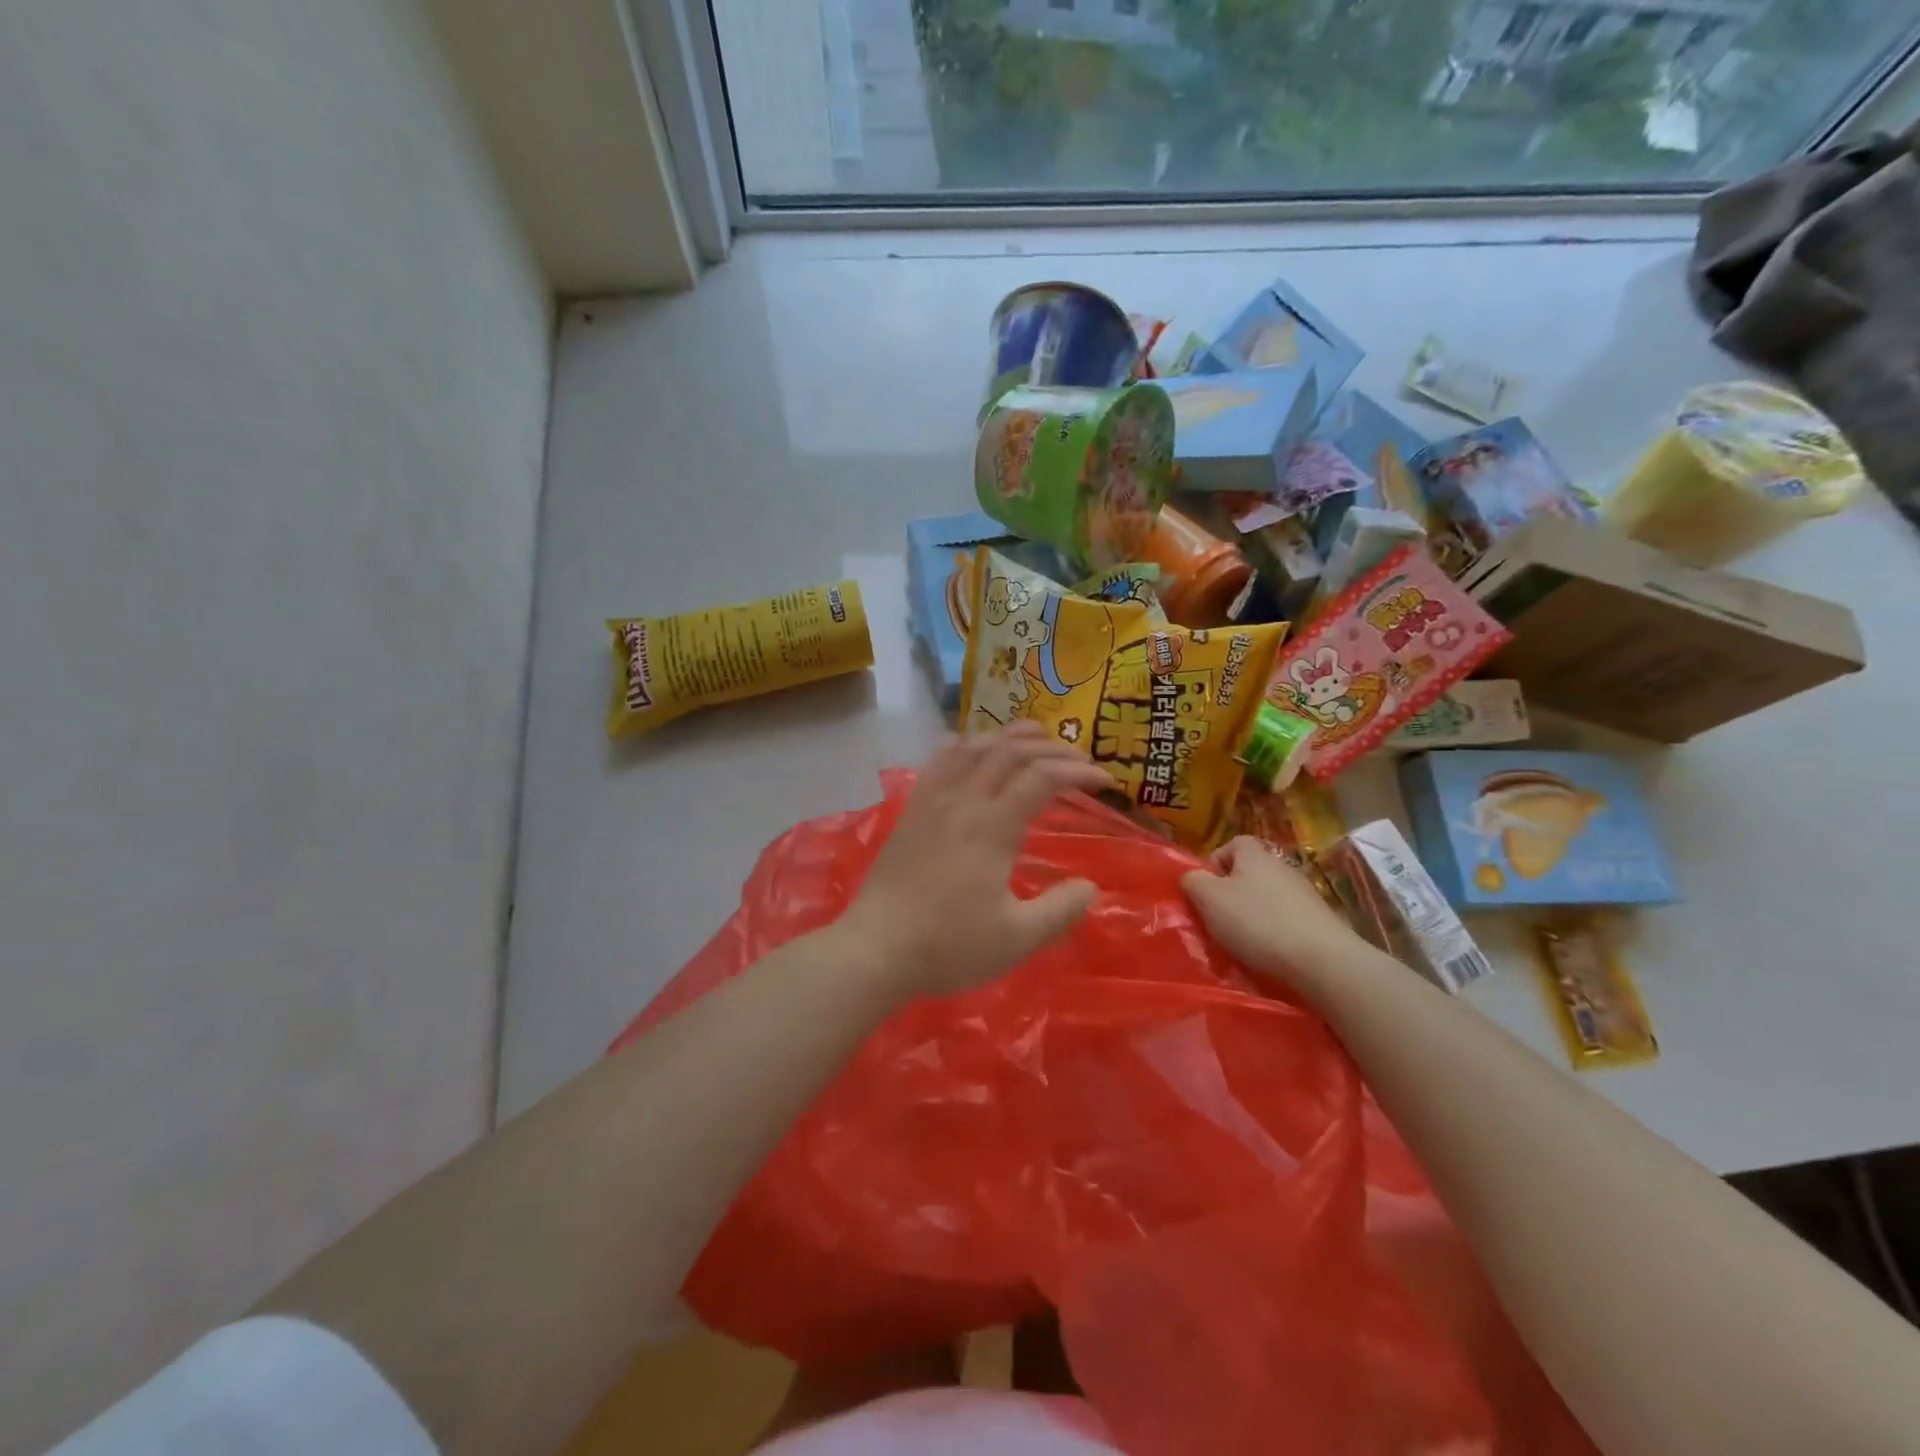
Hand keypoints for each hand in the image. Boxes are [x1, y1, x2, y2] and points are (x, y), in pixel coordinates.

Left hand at [837, 722, 1110, 998]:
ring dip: (1009, 735)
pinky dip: (962, 744)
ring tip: (1036, 735)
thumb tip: (1090, 887)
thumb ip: (1060, 911)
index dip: (1078, 773)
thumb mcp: (1016, 939)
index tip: (1106, 782)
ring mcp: (932, 802)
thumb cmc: (948, 946)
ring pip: (973, 747)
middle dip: (1052, 748)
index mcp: (992, 827)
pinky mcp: (911, 811)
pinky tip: (969, 743)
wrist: (875, 949)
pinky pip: (938, 762)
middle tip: (1080, 759)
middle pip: (1010, 753)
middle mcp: (963, 802)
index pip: (1042, 779)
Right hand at [1181, 836, 1362, 995]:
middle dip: (1232, 895)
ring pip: (1268, 899)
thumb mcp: (1209, 899)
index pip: (1232, 844)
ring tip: (1244, 943)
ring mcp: (1305, 894)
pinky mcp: (1320, 922)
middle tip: (1219, 920)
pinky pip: (1287, 921)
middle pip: (1249, 873)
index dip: (1215, 864)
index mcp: (1255, 855)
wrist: (1323, 960)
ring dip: (1254, 916)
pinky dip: (1275, 934)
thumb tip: (1192, 877)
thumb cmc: (1258, 922)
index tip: (1206, 891)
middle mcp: (1282, 867)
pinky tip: (1270, 954)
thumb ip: (1193, 882)